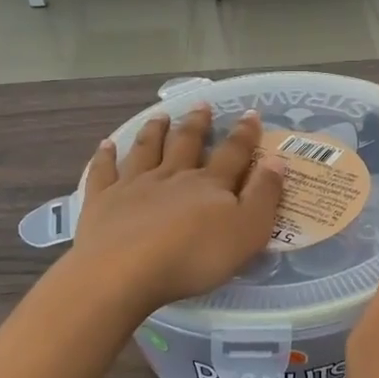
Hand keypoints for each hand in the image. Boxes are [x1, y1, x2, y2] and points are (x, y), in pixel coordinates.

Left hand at [73, 105, 286, 316]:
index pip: (233, 153)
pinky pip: (103, 172)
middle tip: (201, 105)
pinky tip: (106, 145)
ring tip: (160, 116)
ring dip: (155, 131)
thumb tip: (276, 160)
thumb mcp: (247, 231)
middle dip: (197, 124)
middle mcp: (172, 176)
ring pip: (146, 150)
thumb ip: (264, 196)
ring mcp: (134, 186)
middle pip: (186, 143)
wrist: (125, 272)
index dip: (245, 134)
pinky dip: (105, 156)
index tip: (251, 113)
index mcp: (210, 184)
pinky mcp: (102, 202)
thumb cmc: (194, 257)